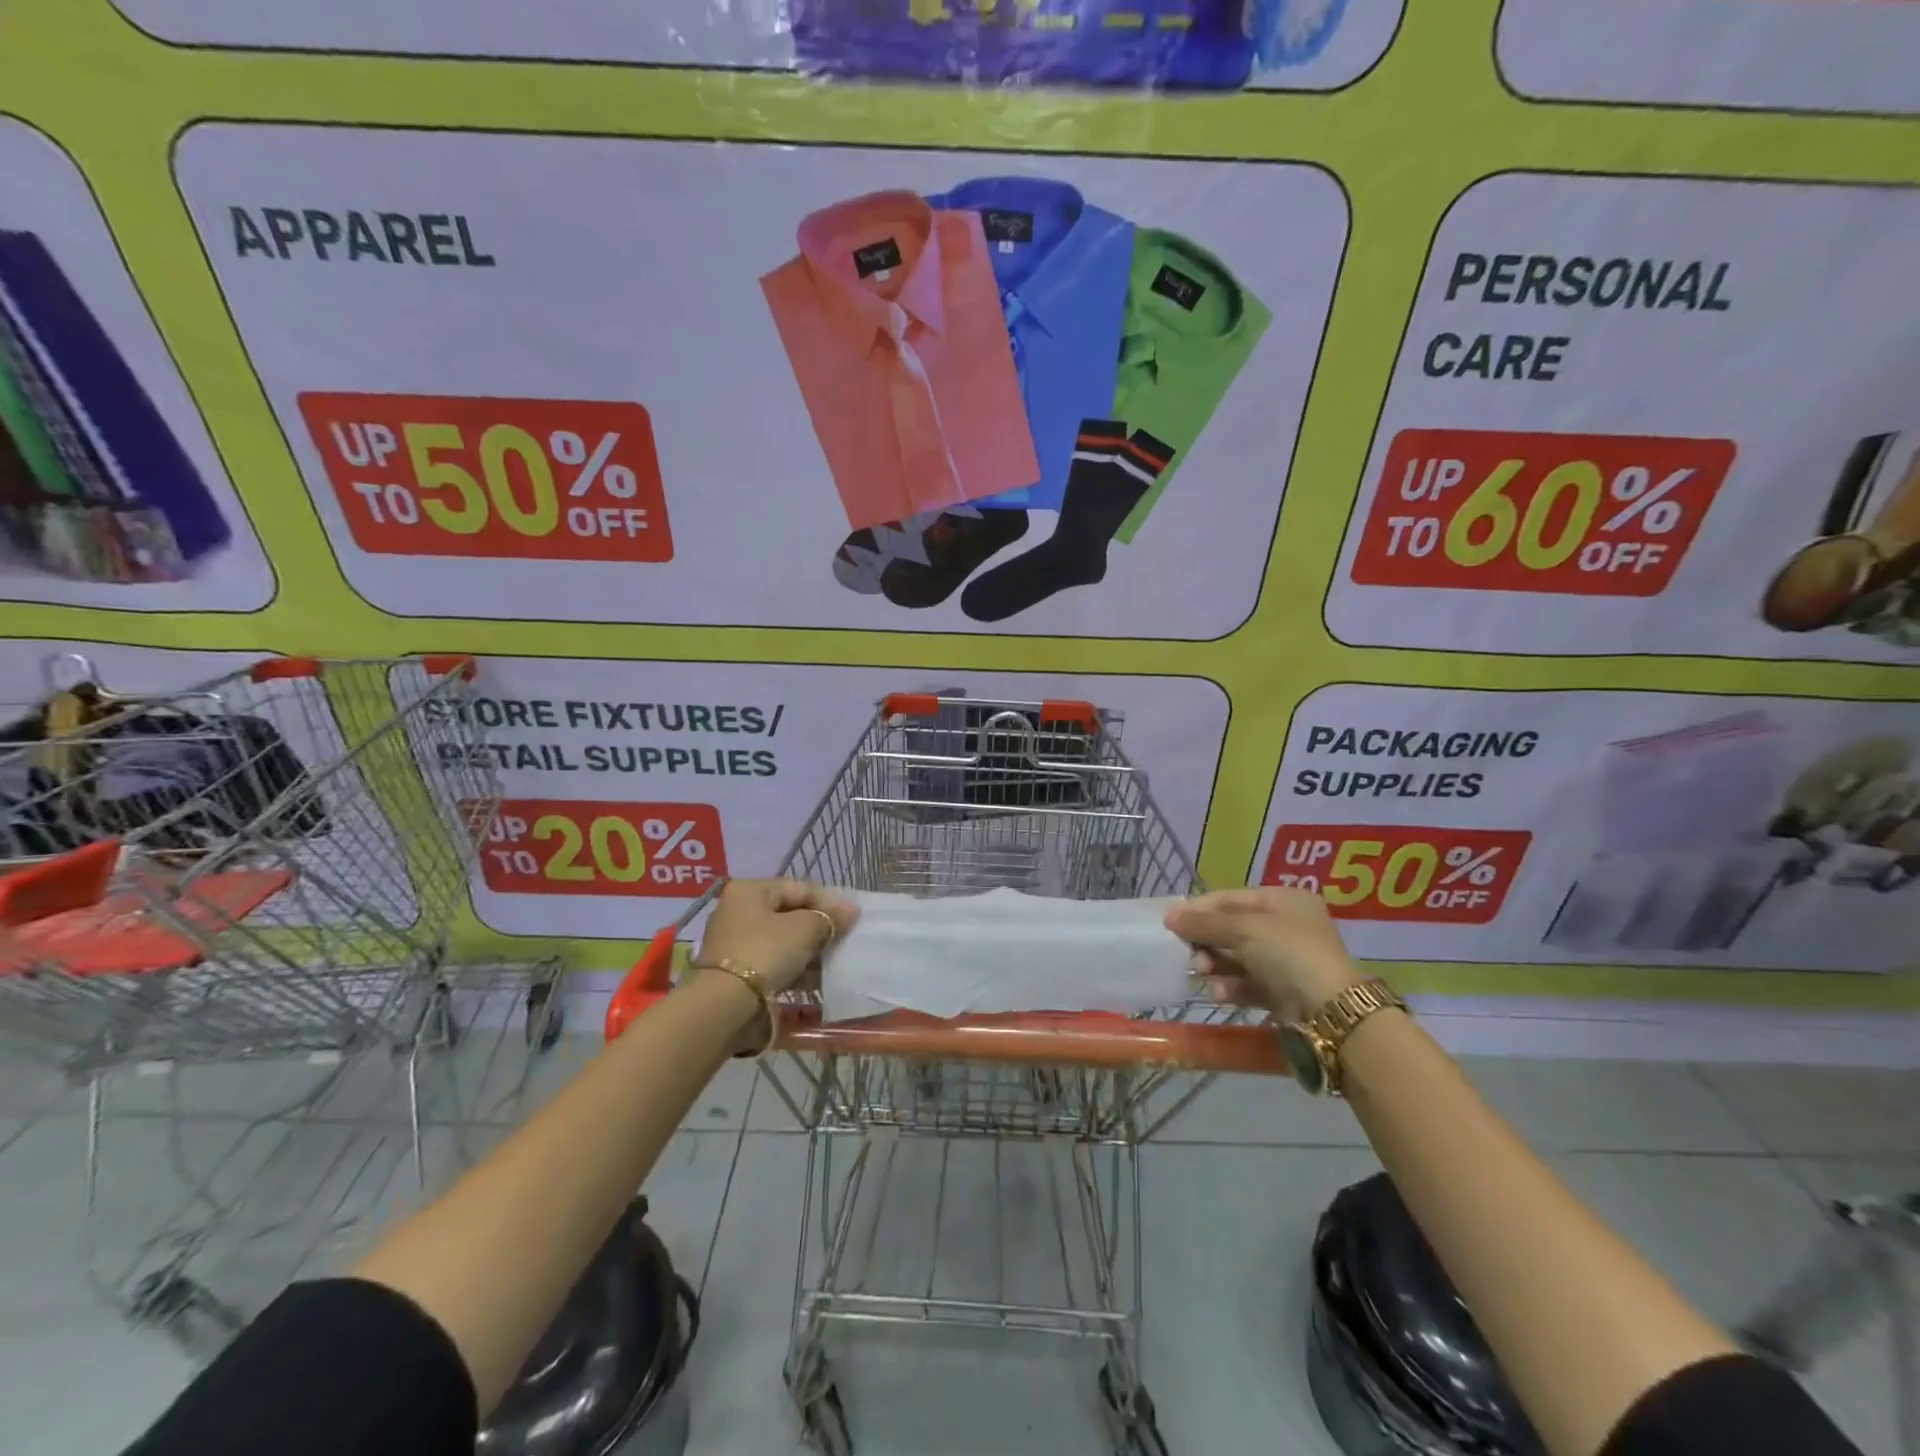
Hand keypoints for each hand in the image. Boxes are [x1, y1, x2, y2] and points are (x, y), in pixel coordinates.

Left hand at [696, 878, 858, 996]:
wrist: (725, 1006)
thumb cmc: (765, 953)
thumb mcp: (804, 929)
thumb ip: (829, 917)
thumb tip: (851, 910)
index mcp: (749, 890)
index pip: (798, 887)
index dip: (828, 901)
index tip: (851, 919)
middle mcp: (737, 911)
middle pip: (789, 914)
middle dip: (818, 928)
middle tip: (842, 940)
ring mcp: (734, 943)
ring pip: (782, 941)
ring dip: (808, 951)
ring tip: (832, 963)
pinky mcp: (736, 972)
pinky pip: (773, 963)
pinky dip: (794, 969)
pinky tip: (815, 980)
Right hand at [1164, 887, 1362, 1020]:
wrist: (1331, 1010)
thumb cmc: (1288, 953)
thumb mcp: (1244, 930)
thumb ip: (1204, 923)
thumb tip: (1169, 916)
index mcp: (1282, 900)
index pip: (1230, 898)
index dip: (1199, 909)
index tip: (1171, 922)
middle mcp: (1285, 926)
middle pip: (1231, 928)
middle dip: (1207, 941)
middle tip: (1187, 953)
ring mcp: (1285, 960)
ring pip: (1236, 957)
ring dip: (1214, 964)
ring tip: (1200, 973)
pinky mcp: (1282, 990)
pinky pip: (1247, 982)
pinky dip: (1230, 986)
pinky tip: (1218, 993)